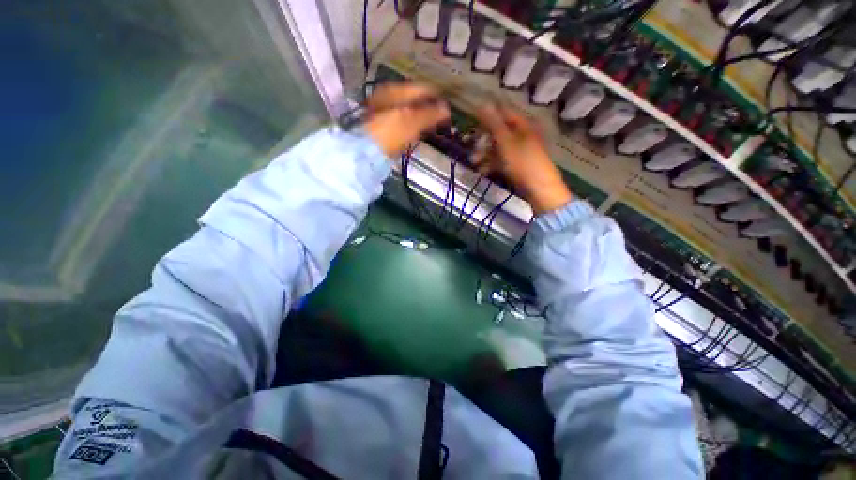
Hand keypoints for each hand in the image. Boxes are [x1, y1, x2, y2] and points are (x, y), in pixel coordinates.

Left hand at [363, 82, 450, 156]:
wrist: (364, 150)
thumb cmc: (389, 132)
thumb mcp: (411, 121)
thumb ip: (430, 114)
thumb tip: (446, 109)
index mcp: (395, 90)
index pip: (422, 89)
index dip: (436, 99)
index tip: (447, 111)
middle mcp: (388, 96)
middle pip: (414, 99)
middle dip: (428, 108)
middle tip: (440, 121)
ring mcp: (382, 111)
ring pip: (407, 110)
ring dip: (420, 117)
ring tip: (430, 128)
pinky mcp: (380, 126)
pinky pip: (400, 121)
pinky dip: (410, 125)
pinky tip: (414, 133)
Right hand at [474, 104, 571, 214]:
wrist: (539, 189)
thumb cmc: (523, 162)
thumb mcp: (506, 141)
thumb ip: (493, 123)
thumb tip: (482, 103)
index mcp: (523, 124)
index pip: (502, 113)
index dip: (487, 115)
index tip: (472, 122)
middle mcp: (522, 134)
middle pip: (498, 131)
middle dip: (483, 140)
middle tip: (471, 147)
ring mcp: (520, 150)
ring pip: (498, 147)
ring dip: (485, 154)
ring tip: (474, 163)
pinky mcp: (517, 164)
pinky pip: (501, 160)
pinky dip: (491, 164)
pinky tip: (483, 171)